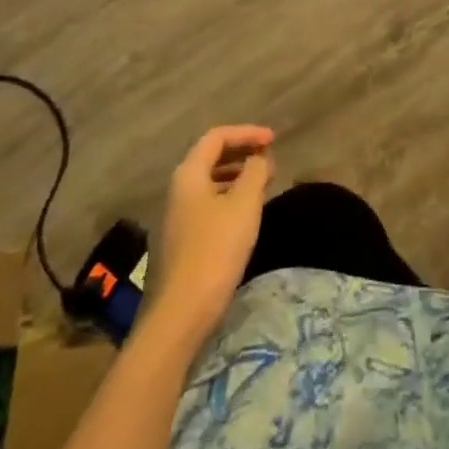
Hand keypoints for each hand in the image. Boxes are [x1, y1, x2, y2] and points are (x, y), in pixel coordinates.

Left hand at [144, 126, 274, 344]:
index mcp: (189, 174)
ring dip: (237, 176)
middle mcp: (178, 189)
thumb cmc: (215, 250)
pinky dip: (229, 197)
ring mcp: (176, 216)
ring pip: (210, 182)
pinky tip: (245, 215)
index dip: (247, 133)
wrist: (179, 315)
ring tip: (263, 184)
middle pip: (211, 157)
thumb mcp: (244, 205)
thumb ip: (255, 172)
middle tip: (269, 160)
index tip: (273, 140)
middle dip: (242, 153)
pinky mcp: (180, 241)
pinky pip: (207, 204)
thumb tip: (259, 158)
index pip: (217, 137)